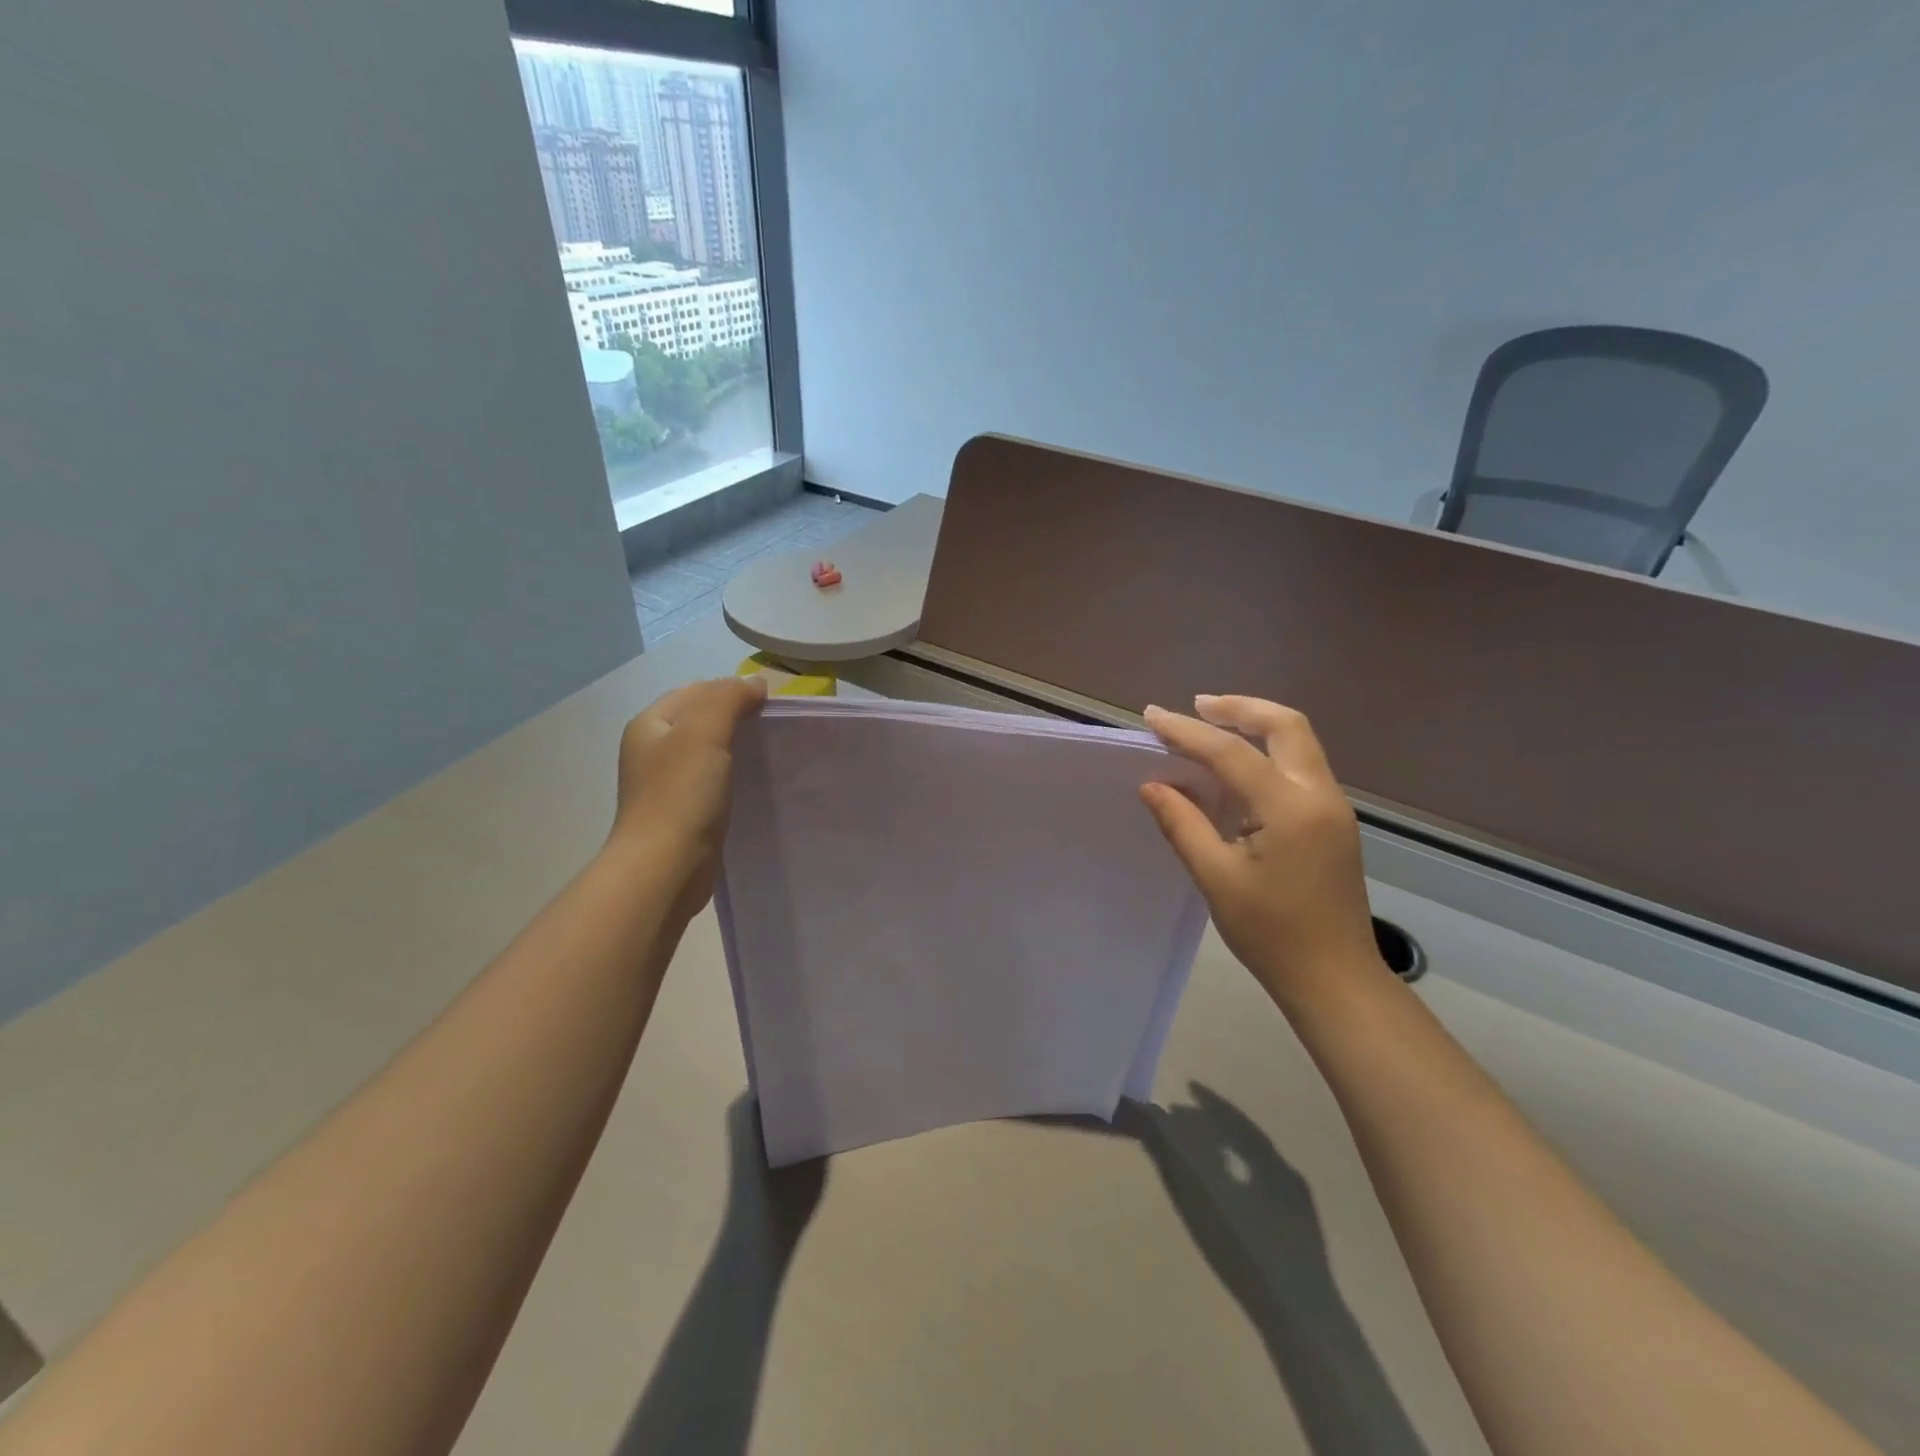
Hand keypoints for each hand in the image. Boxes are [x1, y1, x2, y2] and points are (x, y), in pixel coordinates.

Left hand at [610, 676, 766, 918]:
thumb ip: (729, 698)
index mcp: (650, 725)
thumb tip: (755, 683)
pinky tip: (753, 786)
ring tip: (769, 754)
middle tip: (773, 728)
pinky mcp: (681, 813)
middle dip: (735, 718)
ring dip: (736, 749)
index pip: (696, 691)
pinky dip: (733, 778)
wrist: (665, 868)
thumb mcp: (705, 732)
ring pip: (707, 752)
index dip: (731, 690)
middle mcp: (652, 750)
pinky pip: (711, 782)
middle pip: (700, 720)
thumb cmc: (681, 795)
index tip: (768, 705)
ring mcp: (665, 784)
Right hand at [1140, 695, 1382, 1006]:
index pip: (1231, 752)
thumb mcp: (1217, 879)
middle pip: (1285, 725)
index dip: (1187, 732)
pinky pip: (1299, 767)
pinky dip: (1266, 752)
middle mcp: (1319, 795)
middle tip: (1197, 705)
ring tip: (1210, 724)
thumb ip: (1183, 825)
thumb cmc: (1272, 934)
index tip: (1151, 716)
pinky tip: (1235, 769)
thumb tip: (1153, 785)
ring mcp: (1332, 808)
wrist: (1336, 979)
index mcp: (1290, 809)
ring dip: (1255, 724)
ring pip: (1297, 742)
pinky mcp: (1332, 822)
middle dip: (1239, 707)